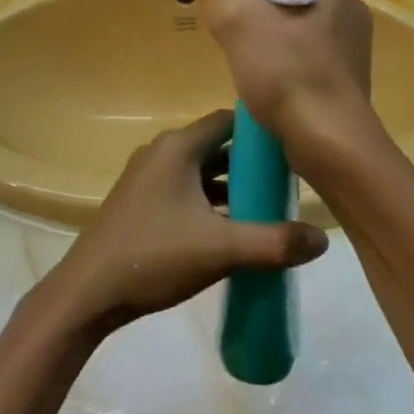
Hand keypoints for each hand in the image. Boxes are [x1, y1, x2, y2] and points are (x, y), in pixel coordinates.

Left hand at [40, 111, 328, 336]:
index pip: (228, 121)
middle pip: (216, 146)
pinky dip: (210, 202)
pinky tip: (232, 231)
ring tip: (269, 209)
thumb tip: (324, 238)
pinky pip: (185, 190)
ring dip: (231, 187)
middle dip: (251, 164)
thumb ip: (274, 243)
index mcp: (178, 147)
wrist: (89, 291)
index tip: (292, 151)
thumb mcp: (221, 250)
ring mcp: (148, 177)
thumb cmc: (154, 256)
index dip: (261, 133)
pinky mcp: (141, 202)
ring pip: (201, 171)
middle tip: (288, 185)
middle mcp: (162, 152)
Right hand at [206, 0, 373, 154]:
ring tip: (253, 72)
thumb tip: (225, 11)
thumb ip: (221, 3)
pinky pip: (305, 62)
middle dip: (259, 21)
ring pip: (294, 34)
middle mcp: (350, 6)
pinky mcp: (349, 78)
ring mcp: (354, 45)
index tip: (232, 17)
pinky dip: (286, 72)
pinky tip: (273, 90)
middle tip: (238, 45)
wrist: (329, 140)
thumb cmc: (287, 72)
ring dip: (270, 49)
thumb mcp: (236, 22)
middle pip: (285, 2)